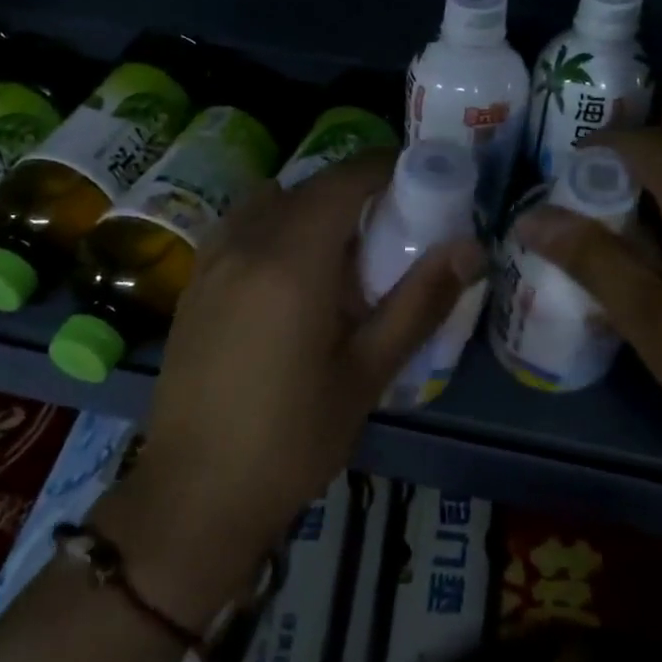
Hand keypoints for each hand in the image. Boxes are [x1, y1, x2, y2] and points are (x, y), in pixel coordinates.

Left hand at [96, 150, 485, 629]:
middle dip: (352, 192)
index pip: (343, 181)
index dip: (382, 168)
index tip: (417, 181)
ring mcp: (210, 262)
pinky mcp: (193, 286)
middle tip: (391, 226)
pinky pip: (239, 230)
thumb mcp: (368, 373)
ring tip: (340, 253)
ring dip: (308, 209)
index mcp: (292, 260)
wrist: (196, 493)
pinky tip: (290, 279)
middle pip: (306, 188)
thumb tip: (469, 248)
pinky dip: (273, 229)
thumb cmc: (293, 438)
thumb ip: (419, 302)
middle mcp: (245, 244)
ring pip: (268, 205)